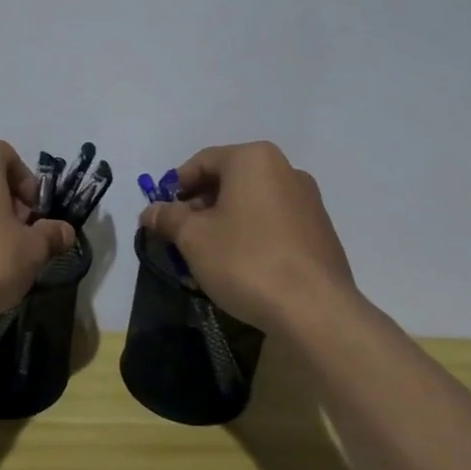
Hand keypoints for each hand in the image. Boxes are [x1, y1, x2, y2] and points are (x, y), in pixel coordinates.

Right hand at [138, 142, 357, 335]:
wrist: (314, 309)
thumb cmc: (246, 260)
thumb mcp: (193, 238)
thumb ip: (168, 218)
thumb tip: (150, 211)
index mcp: (254, 160)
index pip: (202, 162)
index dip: (175, 187)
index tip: (160, 214)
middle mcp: (286, 170)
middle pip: (229, 180)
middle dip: (199, 206)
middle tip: (180, 236)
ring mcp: (308, 201)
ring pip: (251, 204)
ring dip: (224, 222)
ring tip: (206, 255)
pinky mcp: (320, 232)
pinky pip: (273, 224)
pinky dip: (251, 235)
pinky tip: (239, 266)